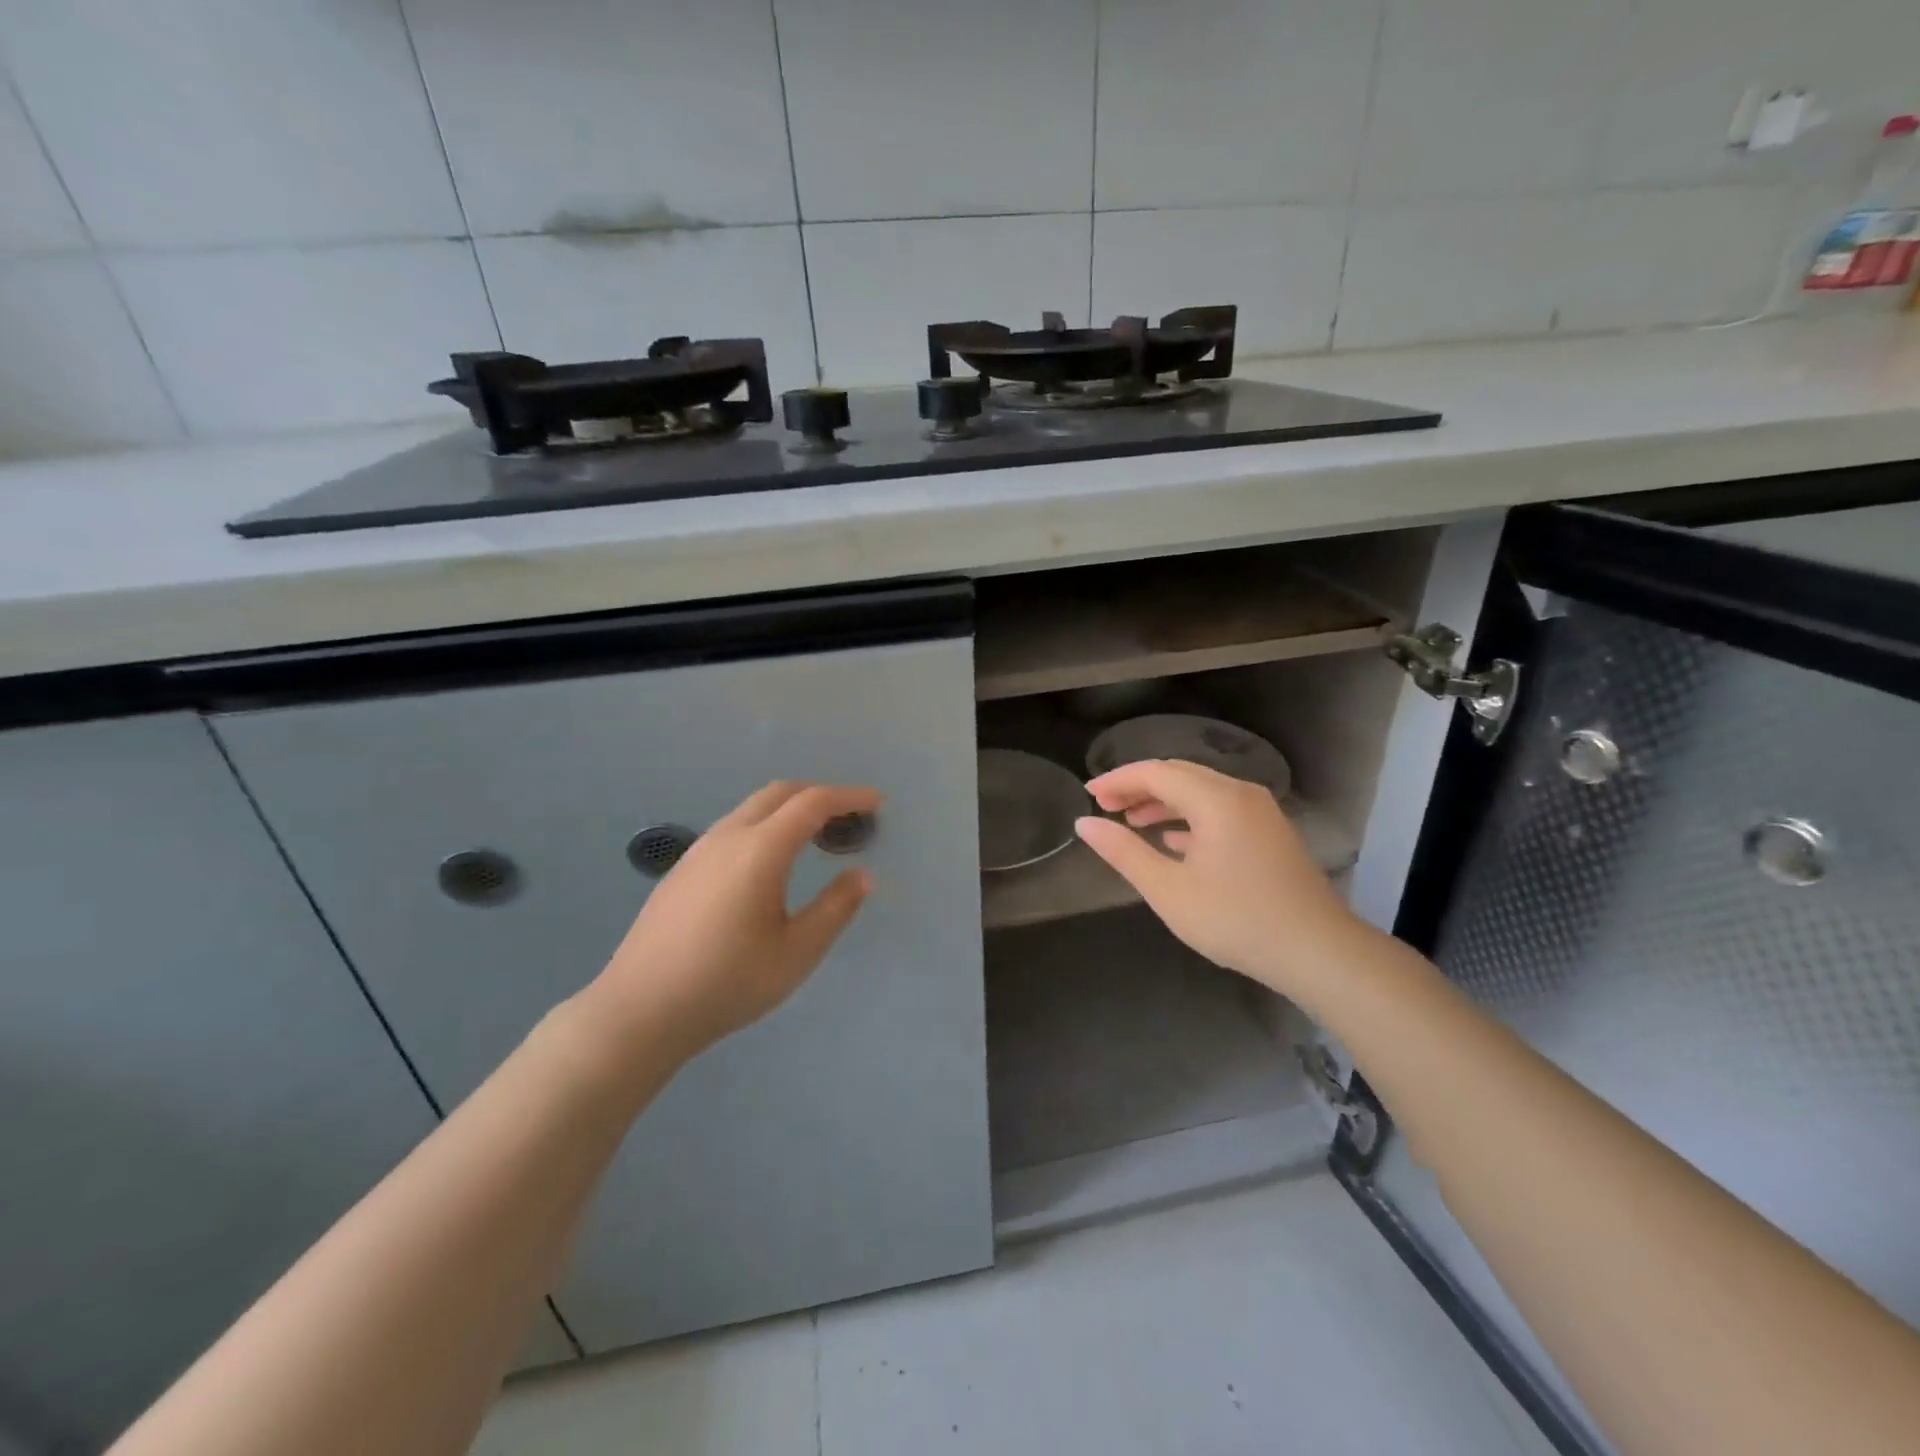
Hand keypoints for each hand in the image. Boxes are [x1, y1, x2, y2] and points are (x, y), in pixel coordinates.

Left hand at [584, 781, 877, 1062]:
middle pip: (780, 793)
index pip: (813, 803)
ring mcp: (700, 850)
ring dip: (790, 810)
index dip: (849, 797)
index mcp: (760, 851)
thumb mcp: (796, 953)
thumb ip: (835, 909)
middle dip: (820, 796)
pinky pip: (735, 827)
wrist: (639, 1010)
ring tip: (817, 840)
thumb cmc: (727, 983)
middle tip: (850, 819)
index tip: (877, 803)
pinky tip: (771, 865)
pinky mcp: (683, 869)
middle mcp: (729, 836)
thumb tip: (862, 875)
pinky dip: (766, 826)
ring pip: (753, 808)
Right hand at [1075, 759, 1356, 996]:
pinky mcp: (1270, 833)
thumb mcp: (1169, 890)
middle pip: (1179, 775)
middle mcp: (1240, 793)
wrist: (1318, 952)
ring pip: (1201, 792)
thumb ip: (1124, 852)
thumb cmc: (1236, 920)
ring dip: (1163, 802)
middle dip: (1139, 787)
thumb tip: (1084, 824)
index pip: (1155, 772)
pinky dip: (1189, 818)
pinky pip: (1220, 810)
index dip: (1118, 780)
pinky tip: (1173, 842)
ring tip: (1131, 822)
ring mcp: (1260, 812)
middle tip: (1106, 807)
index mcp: (1215, 799)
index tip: (1088, 795)